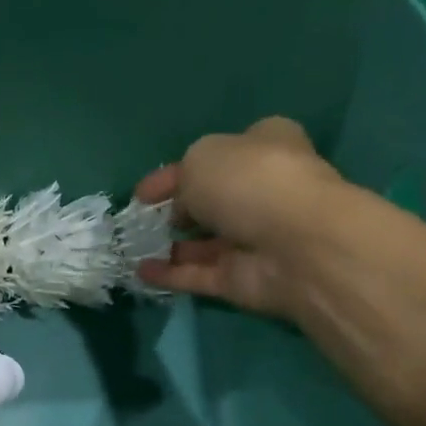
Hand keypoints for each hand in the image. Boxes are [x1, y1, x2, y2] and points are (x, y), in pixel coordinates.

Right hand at [132, 117, 350, 318]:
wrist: (292, 244)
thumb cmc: (249, 182)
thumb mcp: (202, 157)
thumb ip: (182, 175)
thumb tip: (181, 203)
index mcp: (263, 146)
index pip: (215, 155)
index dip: (175, 172)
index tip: (142, 192)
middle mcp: (260, 191)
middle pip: (210, 200)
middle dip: (176, 210)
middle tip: (141, 220)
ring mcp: (250, 238)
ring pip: (202, 243)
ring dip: (169, 245)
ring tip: (132, 249)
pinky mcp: (239, 278)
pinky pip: (197, 275)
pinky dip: (169, 274)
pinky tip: (139, 272)